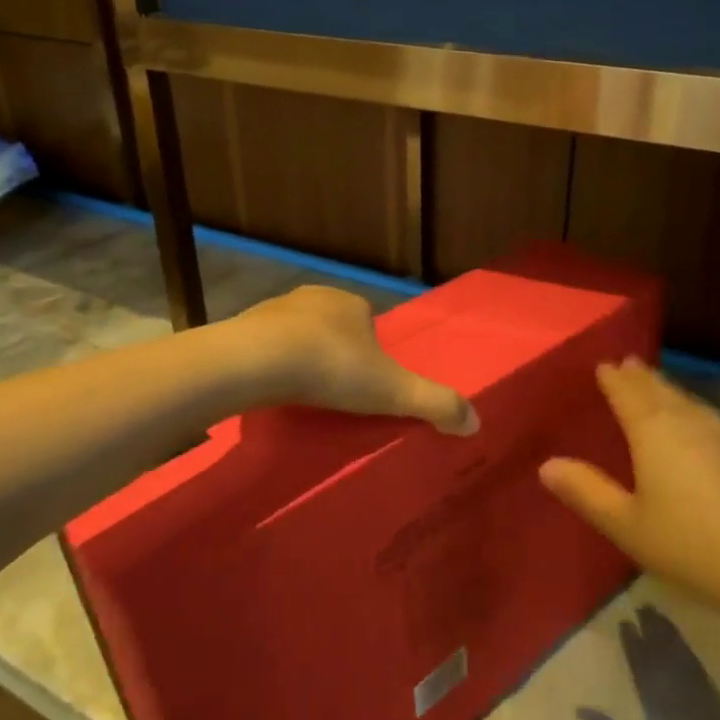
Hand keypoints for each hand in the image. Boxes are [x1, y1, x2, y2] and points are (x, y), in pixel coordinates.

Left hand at [229, 286, 478, 434]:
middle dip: (335, 354)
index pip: (369, 324)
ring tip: (303, 397)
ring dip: (300, 358)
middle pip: (332, 328)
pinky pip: (264, 347)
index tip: (366, 386)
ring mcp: (274, 309)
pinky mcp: (243, 326)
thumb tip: (476, 423)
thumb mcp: (393, 391)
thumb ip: (435, 404)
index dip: (370, 354)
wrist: (258, 362)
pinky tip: (271, 391)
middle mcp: (314, 296)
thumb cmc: (333, 368)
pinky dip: (270, 364)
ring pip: (296, 335)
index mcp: (351, 303)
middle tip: (336, 394)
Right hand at [539, 359, 719, 634]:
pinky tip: (696, 423)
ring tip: (655, 384)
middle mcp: (689, 422)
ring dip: (667, 389)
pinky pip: (708, 417)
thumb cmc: (690, 544)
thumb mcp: (626, 524)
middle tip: (626, 364)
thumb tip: (547, 464)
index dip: (613, 377)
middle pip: (660, 389)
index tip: (603, 364)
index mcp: (654, 431)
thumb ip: (586, 491)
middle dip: (640, 376)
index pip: (627, 392)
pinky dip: (691, 409)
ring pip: (688, 401)